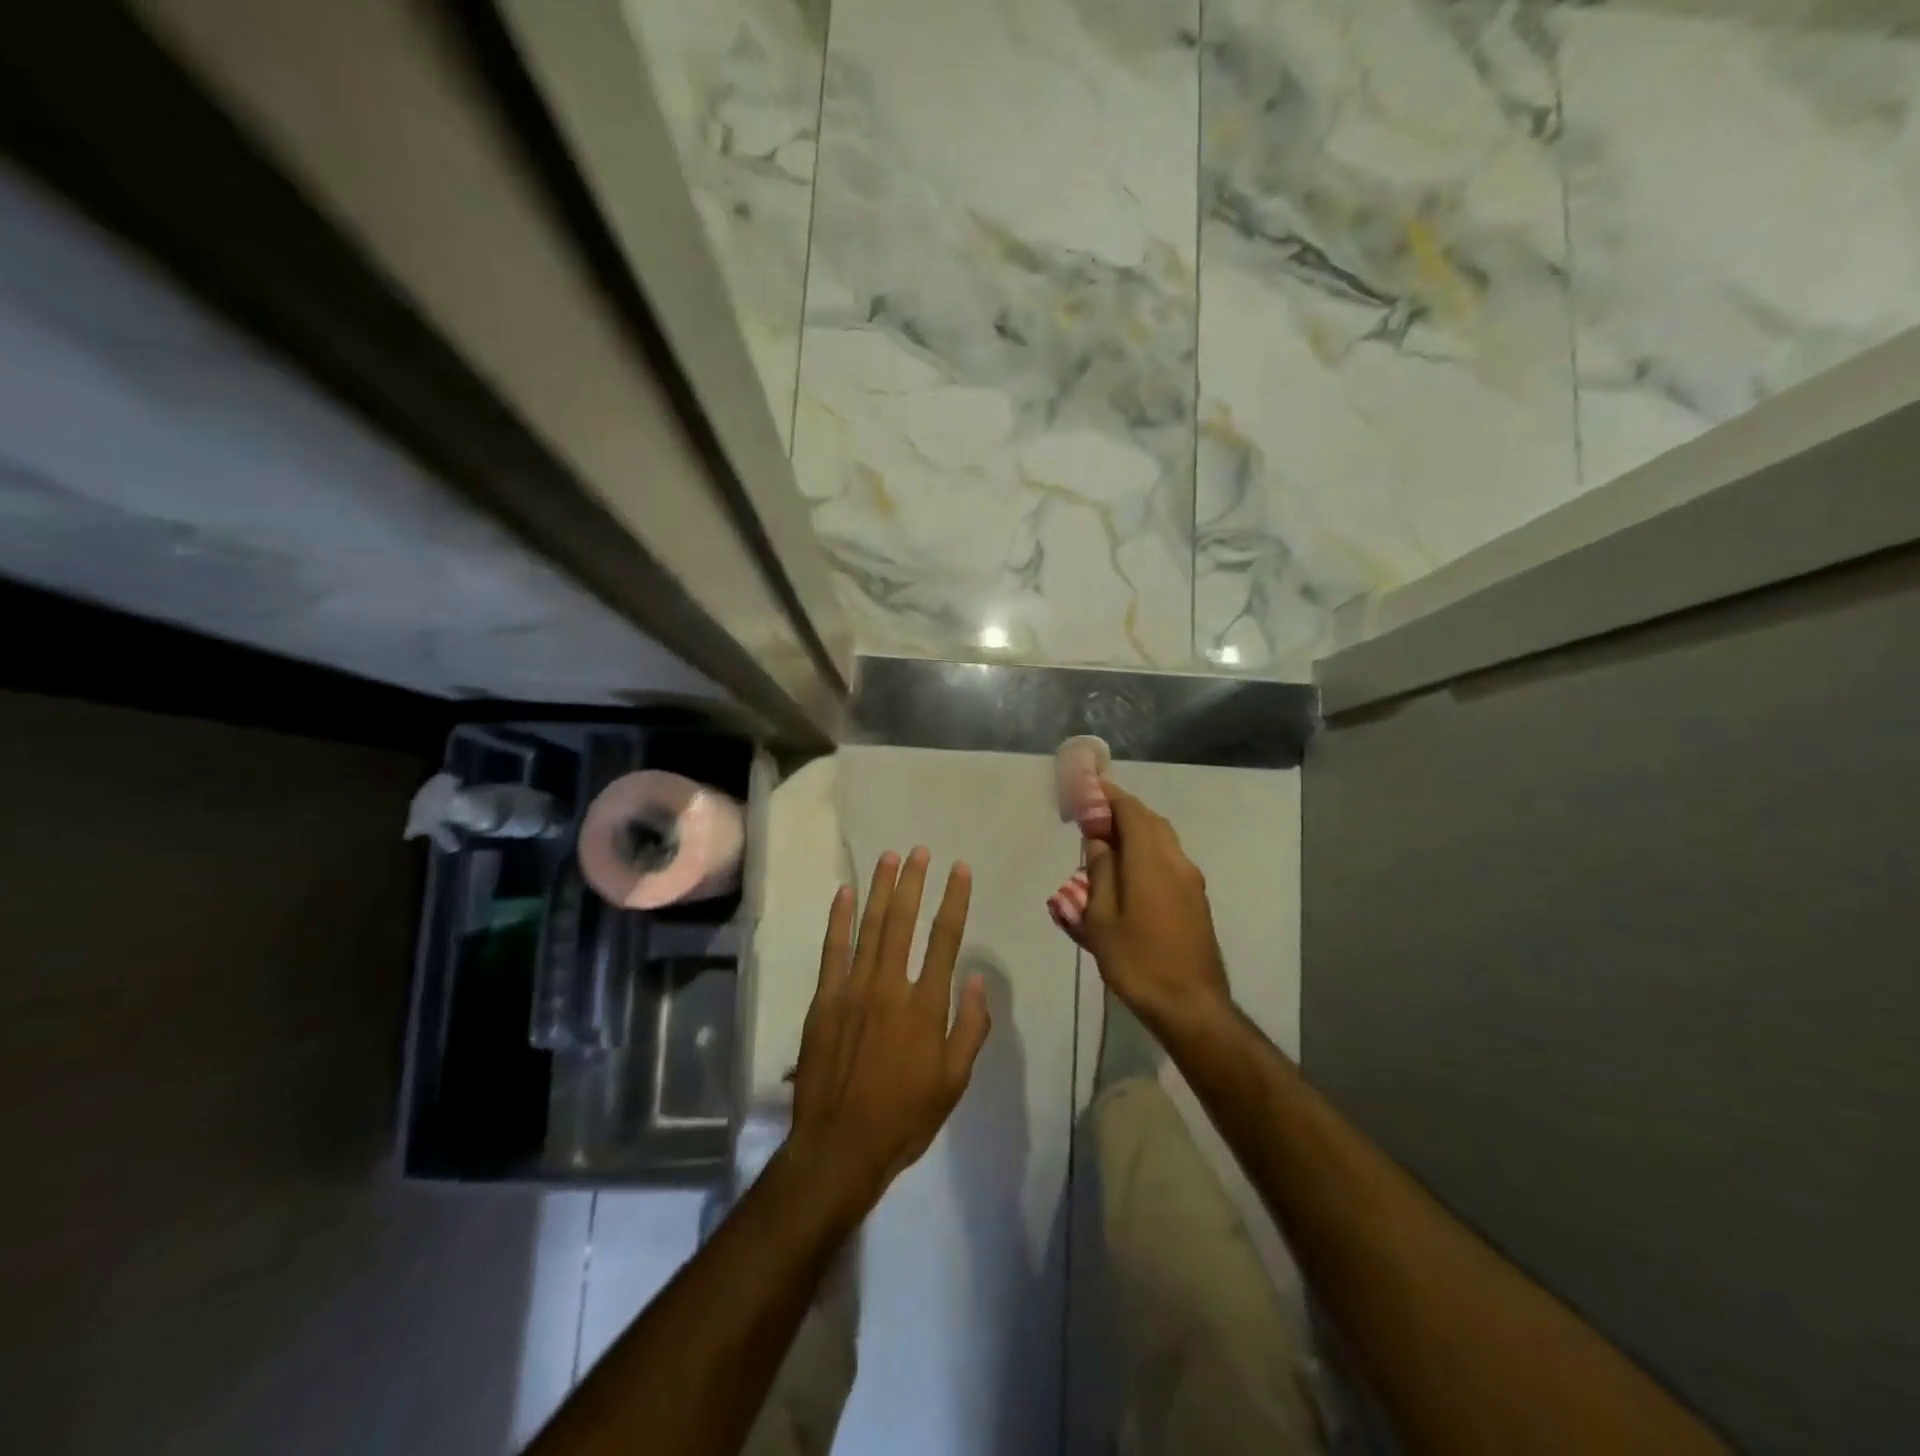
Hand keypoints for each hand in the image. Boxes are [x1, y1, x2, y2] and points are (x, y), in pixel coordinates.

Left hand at [784, 847, 990, 1219]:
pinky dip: (839, 919)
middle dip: (914, 882)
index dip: (953, 900)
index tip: (959, 869)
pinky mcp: (825, 1000)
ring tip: (889, 858)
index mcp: (926, 1006)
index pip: (945, 938)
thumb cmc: (905, 1116)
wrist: (840, 1146)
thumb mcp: (954, 1081)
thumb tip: (974, 977)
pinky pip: (833, 950)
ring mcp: (853, 990)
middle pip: (903, 922)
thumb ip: (969, 1027)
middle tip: (920, 851)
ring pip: (870, 927)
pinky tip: (844, 893)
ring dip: (880, 889)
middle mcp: (890, 986)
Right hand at [1077, 780, 1232, 1040]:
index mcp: (1151, 862)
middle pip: (1150, 821)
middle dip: (1121, 812)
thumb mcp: (1102, 919)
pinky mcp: (1196, 900)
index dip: (1108, 795)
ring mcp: (1191, 881)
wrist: (1191, 1006)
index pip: (1131, 811)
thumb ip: (1100, 872)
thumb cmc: (1137, 963)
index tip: (1087, 789)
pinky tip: (1127, 874)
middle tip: (1091, 817)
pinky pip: (1168, 860)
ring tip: (1105, 845)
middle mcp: (1176, 862)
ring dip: (1135, 832)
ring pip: (1162, 840)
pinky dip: (1146, 852)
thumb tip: (1098, 840)